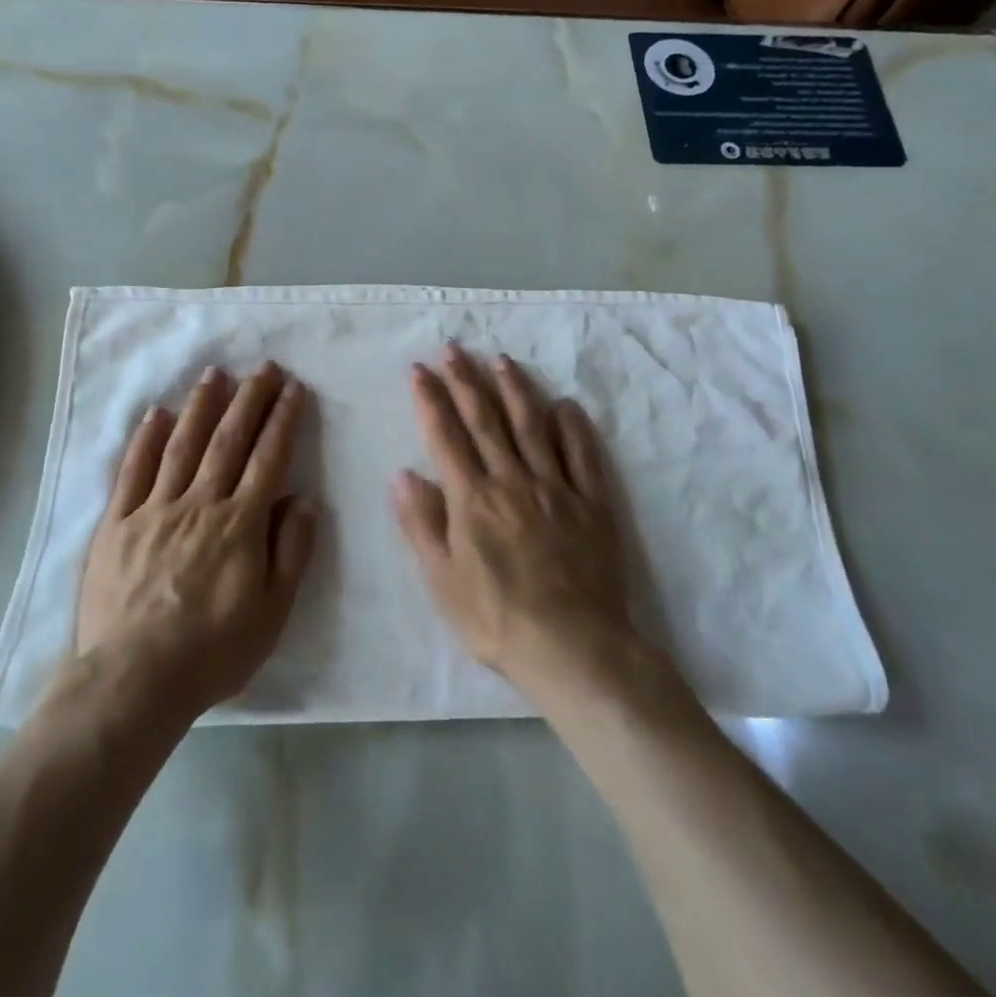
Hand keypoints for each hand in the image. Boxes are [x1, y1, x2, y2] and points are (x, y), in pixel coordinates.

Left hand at [75, 363, 316, 717]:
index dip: (283, 420)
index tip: (294, 389)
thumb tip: (304, 499)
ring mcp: (154, 509)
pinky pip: (133, 471)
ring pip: (182, 445)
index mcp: (240, 524)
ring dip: (201, 406)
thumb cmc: (213, 651)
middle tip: (264, 367)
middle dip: (249, 399)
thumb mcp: (272, 611)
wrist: (133, 680)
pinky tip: (156, 413)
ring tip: (215, 373)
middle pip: (228, 440)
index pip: (268, 458)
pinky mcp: (117, 523)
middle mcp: (199, 503)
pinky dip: (145, 439)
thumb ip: (291, 550)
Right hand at [393, 345, 630, 689]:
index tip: (419, 369)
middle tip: (454, 348)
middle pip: (487, 419)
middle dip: (466, 380)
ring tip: (502, 360)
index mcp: (472, 498)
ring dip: (515, 389)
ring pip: (533, 426)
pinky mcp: (592, 503)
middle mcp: (512, 480)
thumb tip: (403, 474)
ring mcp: (556, 488)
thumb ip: (421, 524)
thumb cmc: (496, 619)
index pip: (445, 436)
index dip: (430, 399)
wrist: (573, 647)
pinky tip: (565, 404)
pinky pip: (583, 454)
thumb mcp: (441, 580)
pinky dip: (573, 426)